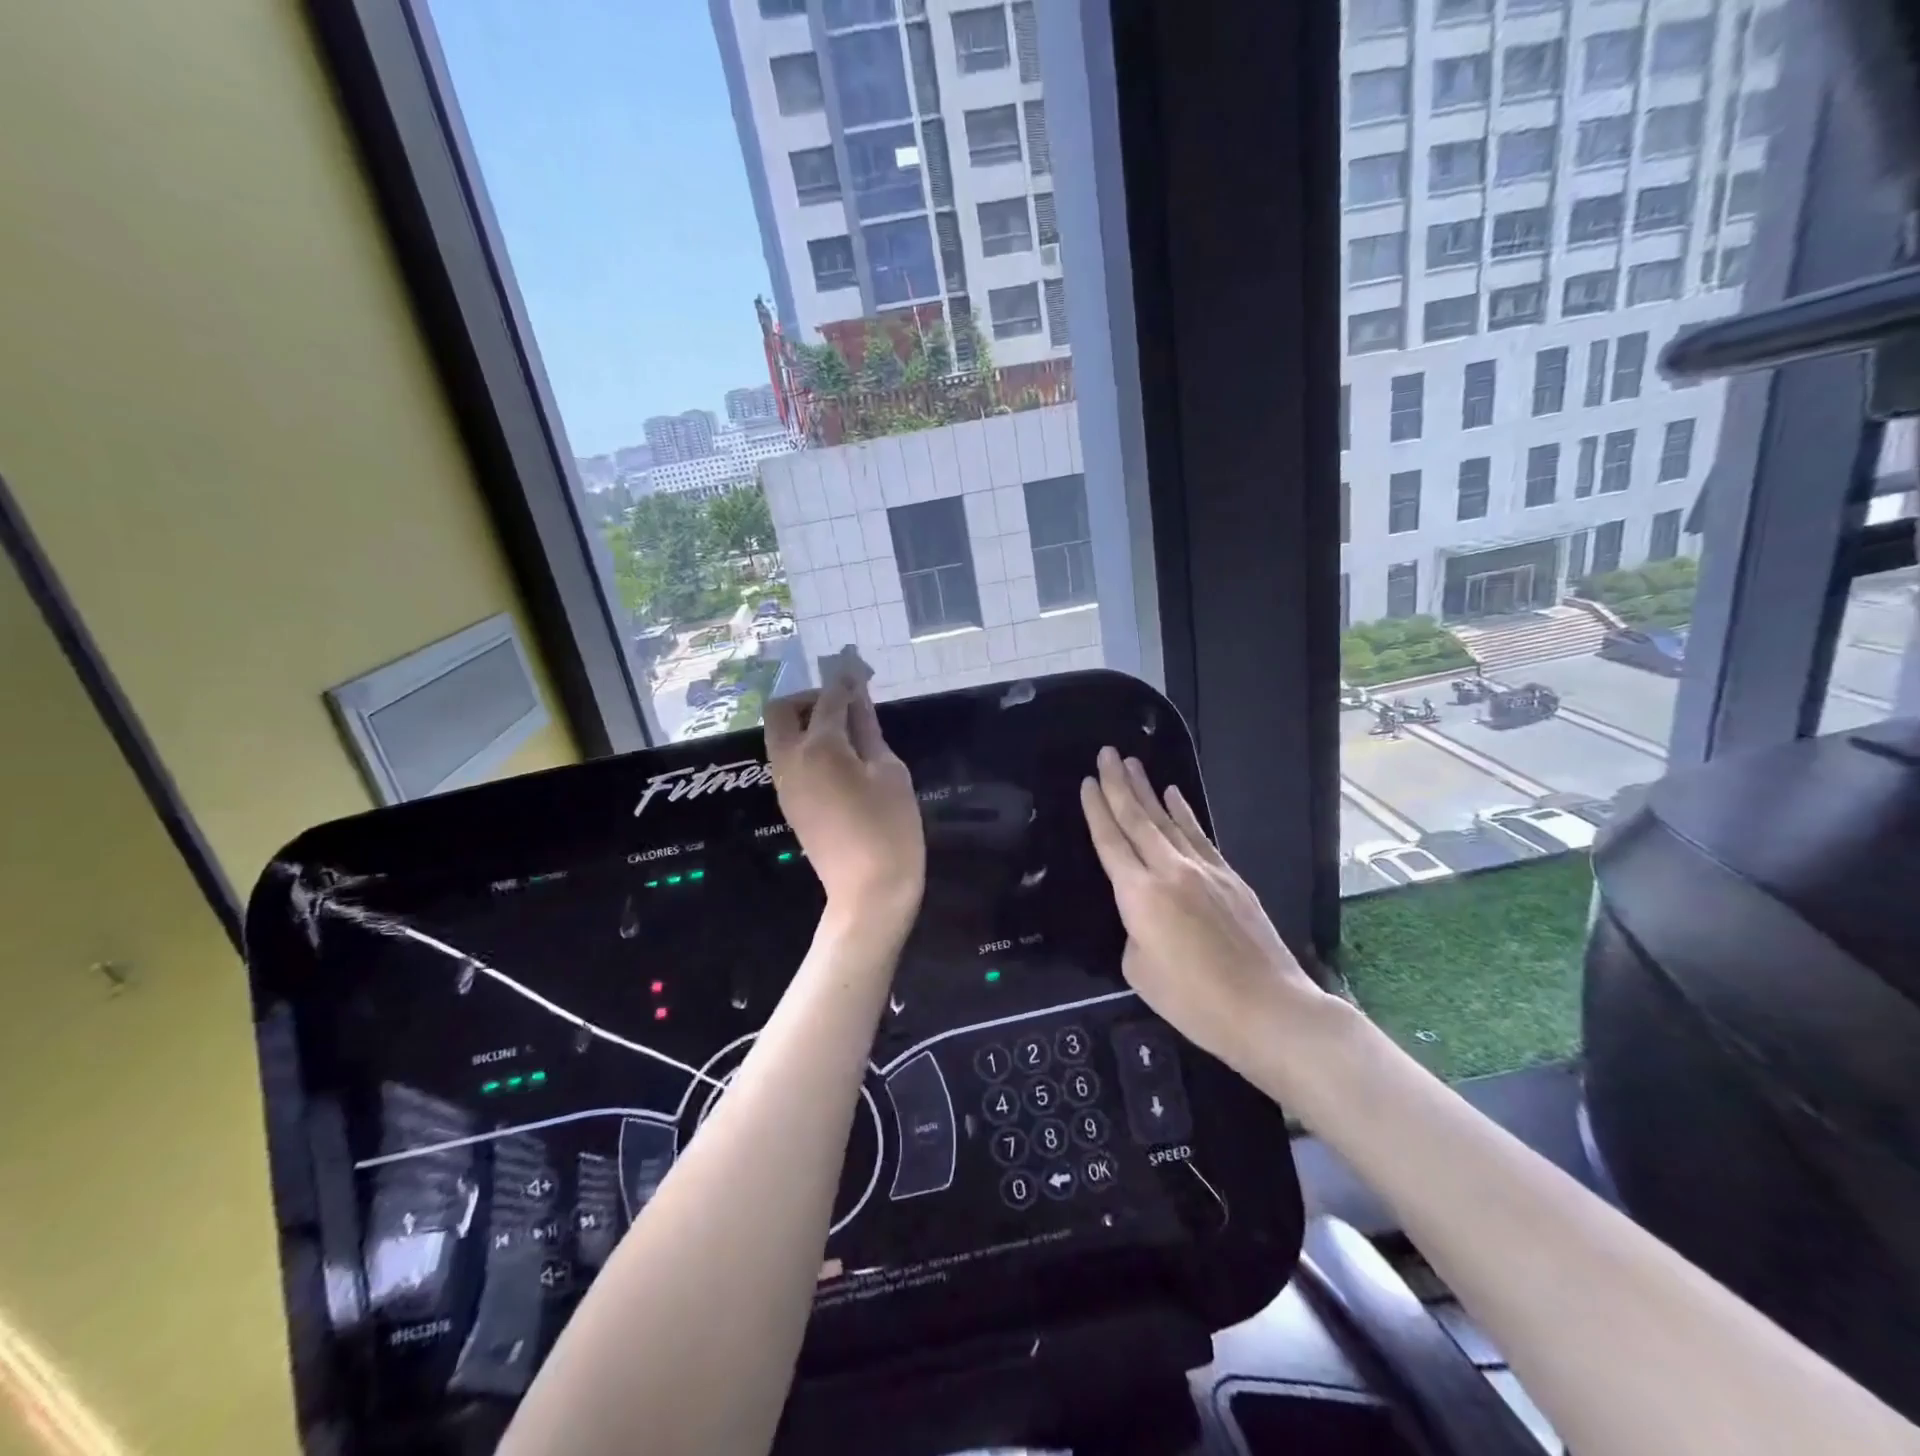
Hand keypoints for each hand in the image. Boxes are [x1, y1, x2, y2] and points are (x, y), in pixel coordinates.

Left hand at [764, 677, 923, 915]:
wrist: (868, 892)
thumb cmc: (891, 828)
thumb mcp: (890, 772)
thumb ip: (869, 730)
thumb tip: (859, 700)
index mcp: (819, 747)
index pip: (829, 699)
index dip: (844, 680)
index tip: (856, 668)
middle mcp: (791, 759)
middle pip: (781, 711)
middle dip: (809, 698)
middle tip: (844, 706)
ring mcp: (784, 783)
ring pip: (780, 736)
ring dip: (805, 723)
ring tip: (846, 733)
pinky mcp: (788, 803)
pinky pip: (787, 759)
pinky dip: (805, 747)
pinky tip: (838, 760)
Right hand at [1079, 747, 1336, 1077]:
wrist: (1267, 1008)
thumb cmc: (1194, 1001)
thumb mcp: (1139, 971)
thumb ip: (1134, 932)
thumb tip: (1145, 917)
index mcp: (1139, 894)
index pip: (1110, 841)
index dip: (1096, 809)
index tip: (1087, 781)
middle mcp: (1169, 870)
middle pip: (1138, 818)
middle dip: (1119, 783)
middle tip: (1106, 753)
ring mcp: (1203, 870)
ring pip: (1168, 820)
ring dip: (1148, 789)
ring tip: (1133, 763)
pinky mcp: (1230, 877)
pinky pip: (1198, 834)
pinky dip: (1184, 812)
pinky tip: (1175, 795)